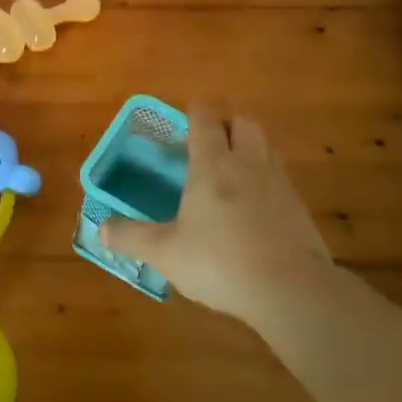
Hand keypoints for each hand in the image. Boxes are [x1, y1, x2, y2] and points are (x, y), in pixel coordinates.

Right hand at [101, 107, 335, 330]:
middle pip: (243, 123)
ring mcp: (279, 185)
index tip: (189, 110)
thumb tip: (100, 229)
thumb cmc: (220, 262)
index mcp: (213, 166)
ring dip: (251, 147)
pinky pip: (282, 179)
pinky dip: (268, 180)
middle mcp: (248, 164)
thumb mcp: (165, 253)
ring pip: (267, 148)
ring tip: (235, 166)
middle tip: (212, 137)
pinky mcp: (300, 210)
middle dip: (228, 123)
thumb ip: (132, 238)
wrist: (292, 291)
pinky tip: (257, 205)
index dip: (196, 111)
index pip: (205, 121)